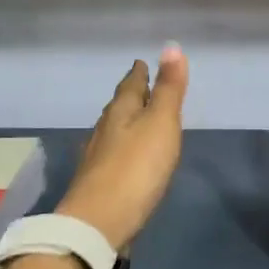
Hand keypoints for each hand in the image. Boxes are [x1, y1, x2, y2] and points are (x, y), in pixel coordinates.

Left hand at [56, 45, 188, 249]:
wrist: (99, 222)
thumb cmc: (136, 168)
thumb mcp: (160, 123)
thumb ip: (168, 88)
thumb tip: (171, 46)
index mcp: (120, 111)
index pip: (130, 84)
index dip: (139, 73)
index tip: (141, 62)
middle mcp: (104, 129)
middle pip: (119, 105)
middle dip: (130, 95)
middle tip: (140, 85)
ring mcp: (97, 157)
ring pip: (113, 130)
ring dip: (125, 121)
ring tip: (136, 118)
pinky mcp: (97, 183)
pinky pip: (112, 154)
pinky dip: (122, 147)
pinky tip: (126, 158)